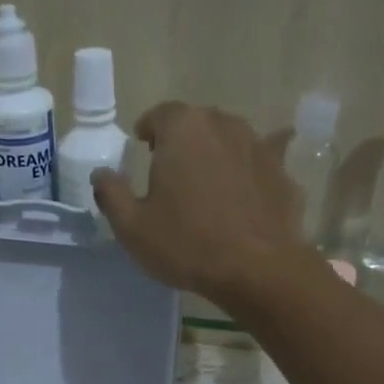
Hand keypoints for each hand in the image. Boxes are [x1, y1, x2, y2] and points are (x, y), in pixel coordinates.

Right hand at [91, 102, 309, 304]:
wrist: (257, 269)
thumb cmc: (187, 244)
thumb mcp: (132, 227)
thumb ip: (111, 194)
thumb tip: (100, 174)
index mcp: (183, 127)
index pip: (160, 114)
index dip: (148, 130)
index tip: (143, 148)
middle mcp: (223, 124)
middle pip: (197, 124)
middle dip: (182, 143)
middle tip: (172, 173)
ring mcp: (259, 145)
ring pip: (229, 142)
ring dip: (215, 156)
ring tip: (207, 187)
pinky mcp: (282, 172)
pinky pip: (259, 166)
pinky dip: (249, 176)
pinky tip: (247, 196)